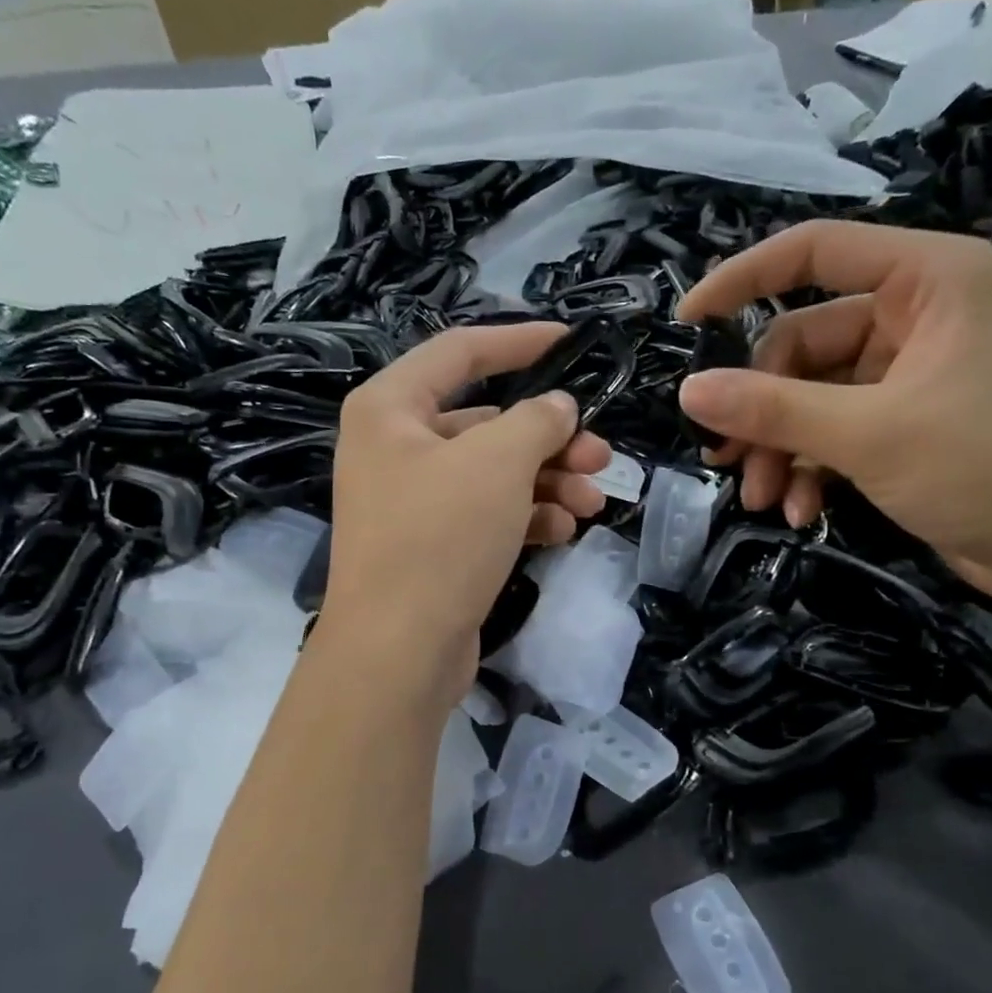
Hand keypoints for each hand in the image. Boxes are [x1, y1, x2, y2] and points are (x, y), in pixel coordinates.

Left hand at [321, 323, 611, 704]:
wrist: (398, 650)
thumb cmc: (440, 536)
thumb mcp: (497, 463)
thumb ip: (536, 421)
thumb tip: (558, 408)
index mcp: (390, 408)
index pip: (460, 353)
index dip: (519, 341)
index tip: (571, 342)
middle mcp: (396, 447)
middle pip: (487, 423)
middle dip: (549, 438)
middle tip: (601, 454)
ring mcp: (414, 501)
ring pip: (494, 473)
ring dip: (548, 481)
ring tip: (594, 500)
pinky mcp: (434, 547)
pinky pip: (488, 514)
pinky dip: (528, 516)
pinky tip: (565, 528)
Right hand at [677, 221, 991, 604]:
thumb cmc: (987, 467)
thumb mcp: (869, 435)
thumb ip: (773, 410)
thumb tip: (689, 391)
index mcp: (927, 279)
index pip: (815, 251)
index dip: (743, 280)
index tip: (686, 320)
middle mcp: (919, 314)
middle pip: (804, 344)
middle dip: (763, 410)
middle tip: (727, 463)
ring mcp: (913, 371)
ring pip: (814, 396)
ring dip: (781, 448)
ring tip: (762, 500)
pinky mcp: (909, 422)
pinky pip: (837, 429)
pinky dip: (812, 467)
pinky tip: (801, 511)